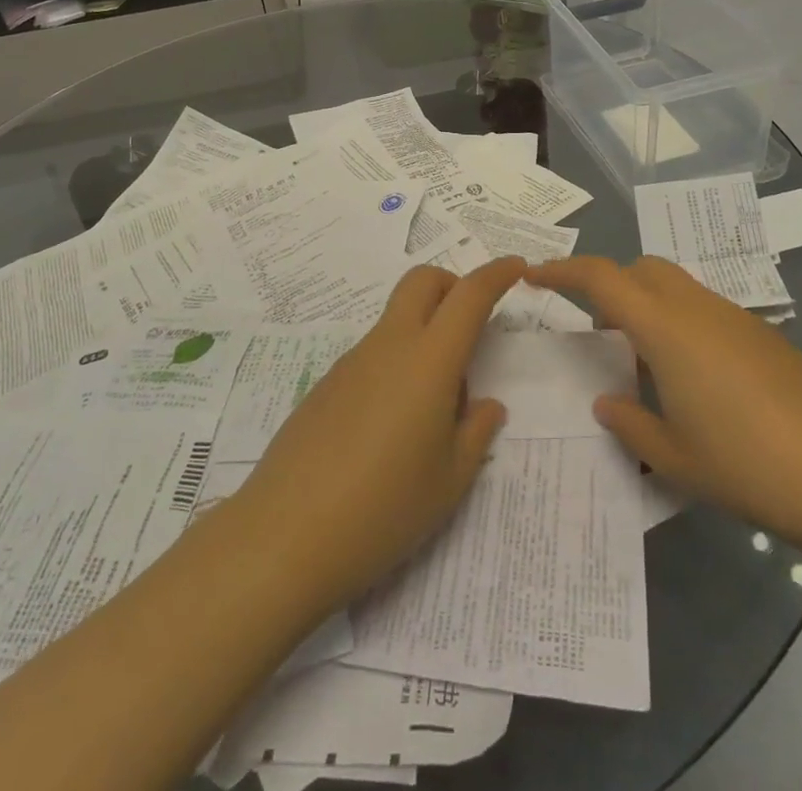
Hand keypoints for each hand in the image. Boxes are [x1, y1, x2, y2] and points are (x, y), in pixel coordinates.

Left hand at [234, 257, 523, 613]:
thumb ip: (475, 433)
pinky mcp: (327, 384)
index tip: (515, 267)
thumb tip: (485, 406)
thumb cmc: (383, 509)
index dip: (496, 274)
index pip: (469, 295)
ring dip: (424, 333)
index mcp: (428, 360)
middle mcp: (389, 346)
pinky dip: (396, 363)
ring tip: (432, 409)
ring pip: (397, 319)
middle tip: (470, 331)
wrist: (285, 534)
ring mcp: (352, 361)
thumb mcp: (449, 480)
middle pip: (422, 282)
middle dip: (453, 286)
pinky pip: (373, 353)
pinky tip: (390, 428)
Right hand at [528, 255, 801, 558]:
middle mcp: (696, 308)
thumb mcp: (675, 456)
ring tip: (640, 361)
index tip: (533, 275)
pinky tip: (690, 378)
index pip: (601, 277)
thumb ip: (630, 423)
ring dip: (646, 304)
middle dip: (609, 283)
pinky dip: (679, 322)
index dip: (562, 270)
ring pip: (675, 285)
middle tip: (595, 328)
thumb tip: (607, 402)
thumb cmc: (749, 465)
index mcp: (665, 328)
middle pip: (641, 268)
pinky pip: (704, 309)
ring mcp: (734, 317)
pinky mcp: (761, 335)